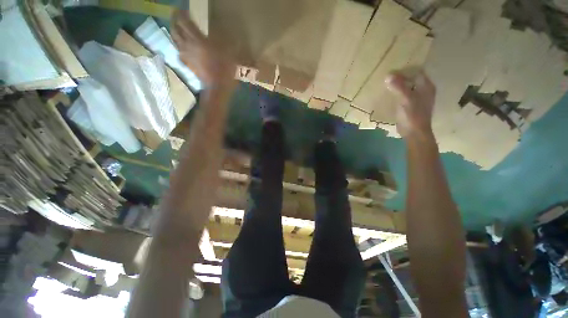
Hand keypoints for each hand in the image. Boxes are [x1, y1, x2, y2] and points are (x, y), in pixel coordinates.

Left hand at [172, 10, 234, 87]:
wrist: (217, 88)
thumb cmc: (224, 70)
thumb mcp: (229, 53)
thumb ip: (224, 40)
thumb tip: (223, 32)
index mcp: (198, 39)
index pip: (184, 21)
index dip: (182, 14)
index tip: (184, 11)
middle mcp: (188, 45)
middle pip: (175, 29)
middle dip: (174, 21)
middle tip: (178, 18)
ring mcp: (186, 55)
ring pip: (175, 40)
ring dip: (175, 33)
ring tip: (179, 30)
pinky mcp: (187, 64)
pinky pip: (179, 52)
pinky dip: (179, 47)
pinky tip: (183, 47)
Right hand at [385, 70, 435, 137]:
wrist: (414, 133)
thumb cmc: (413, 115)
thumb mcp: (405, 99)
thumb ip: (398, 87)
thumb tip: (388, 75)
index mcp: (426, 87)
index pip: (417, 72)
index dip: (405, 70)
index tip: (392, 70)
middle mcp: (424, 91)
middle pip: (412, 79)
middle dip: (401, 78)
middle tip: (388, 77)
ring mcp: (418, 99)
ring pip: (408, 88)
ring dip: (399, 86)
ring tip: (387, 85)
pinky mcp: (412, 107)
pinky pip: (405, 96)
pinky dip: (398, 94)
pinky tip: (390, 95)